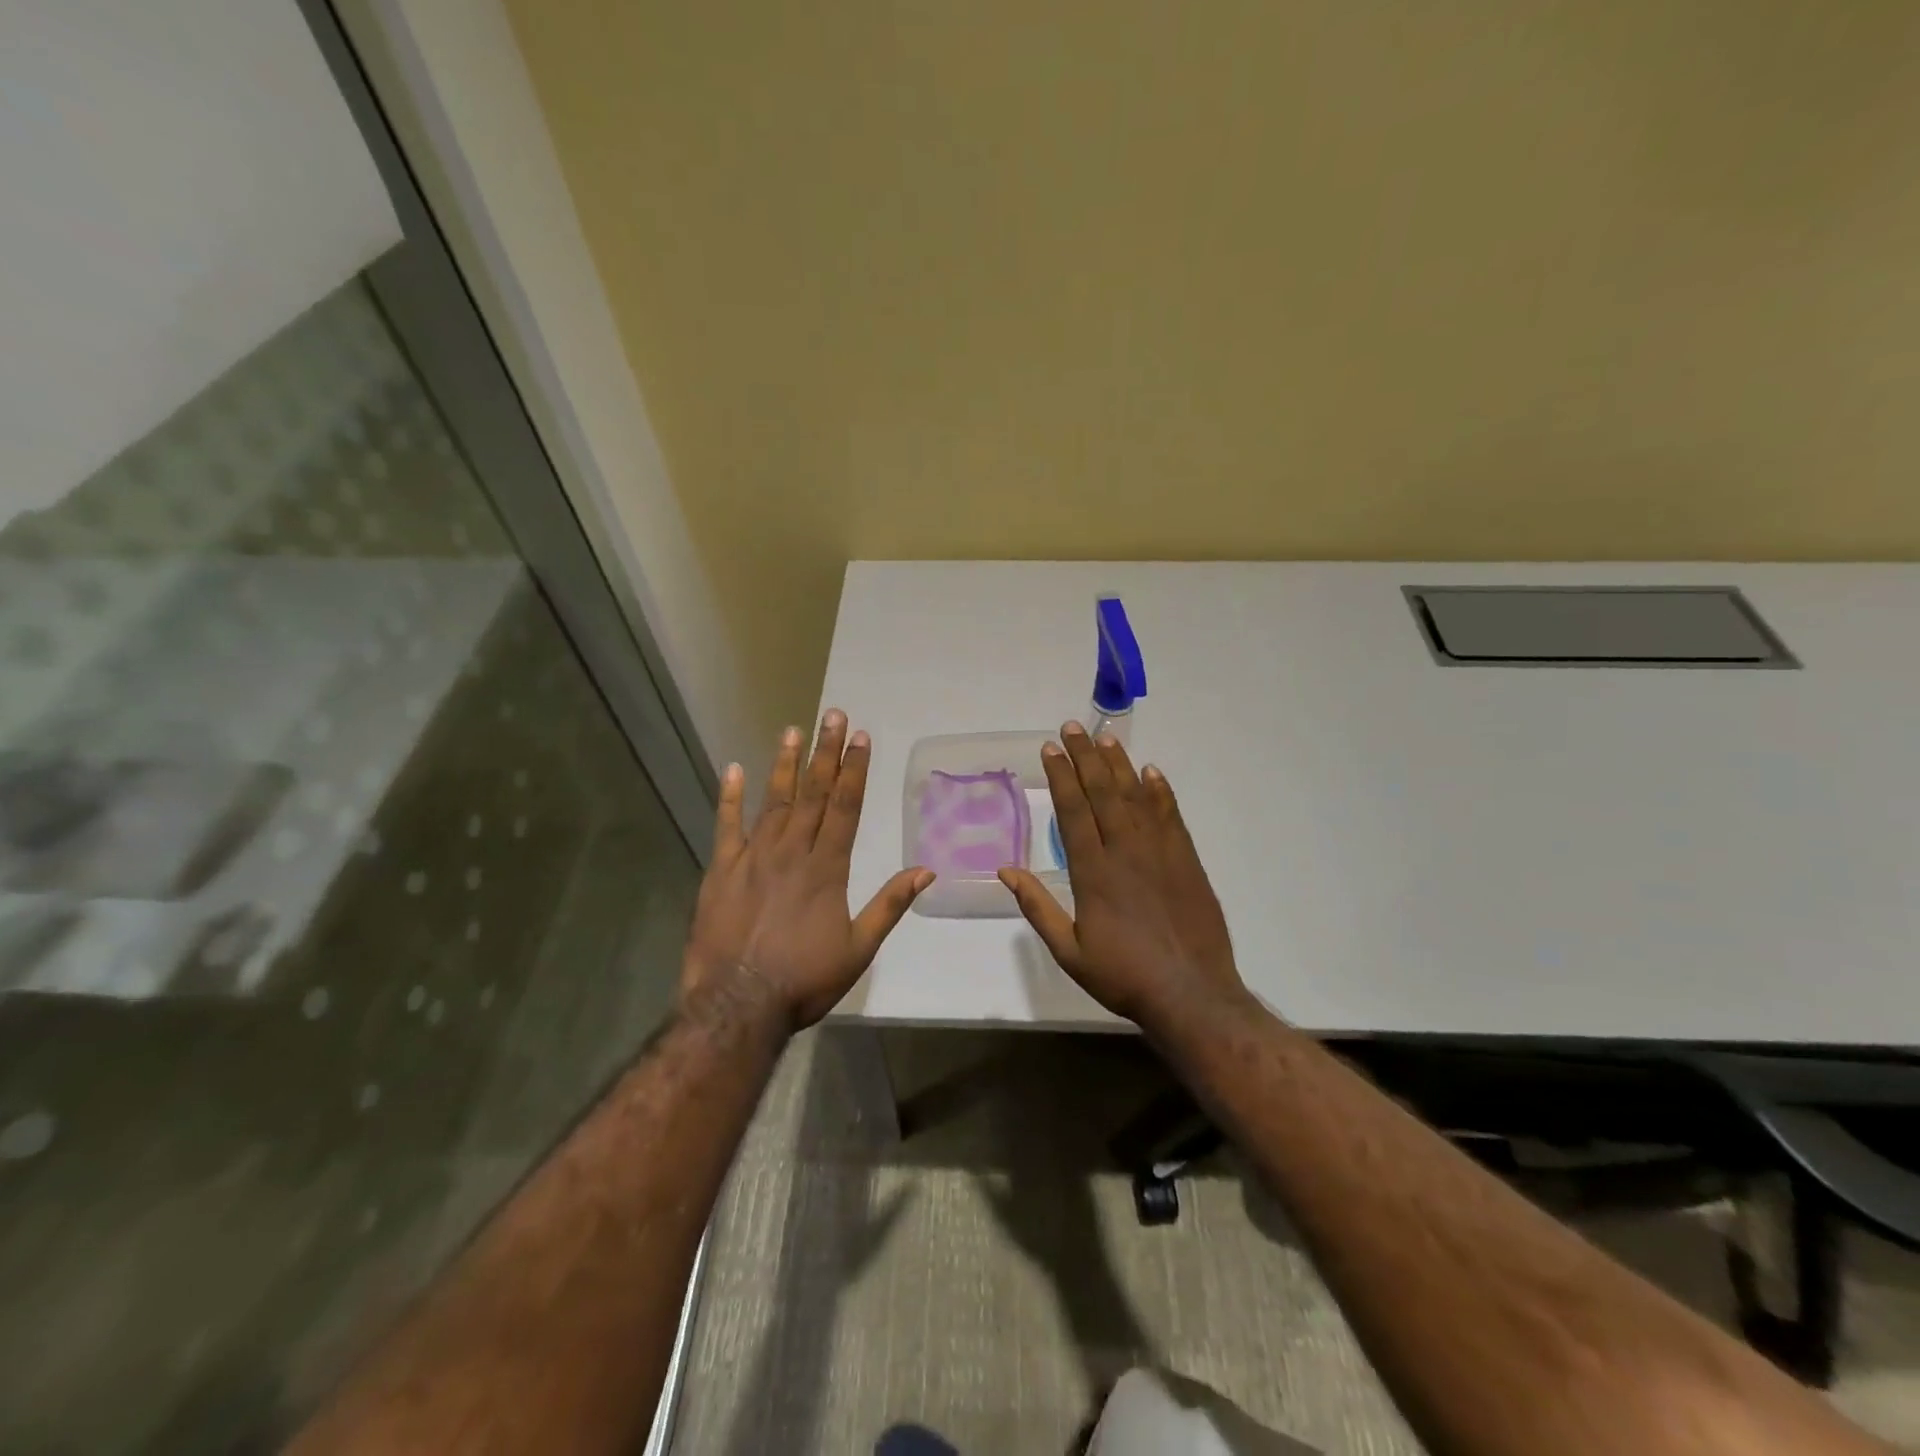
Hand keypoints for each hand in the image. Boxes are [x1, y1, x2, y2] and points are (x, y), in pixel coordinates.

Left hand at [681, 710, 932, 1029]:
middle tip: (833, 714)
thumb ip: (889, 905)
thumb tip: (926, 870)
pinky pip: (726, 827)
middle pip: (812, 794)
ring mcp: (752, 858)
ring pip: (773, 801)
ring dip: (785, 764)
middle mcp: (791, 852)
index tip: (860, 738)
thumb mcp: (858, 949)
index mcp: (826, 869)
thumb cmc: (803, 980)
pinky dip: (729, 798)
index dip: (853, 770)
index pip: (844, 807)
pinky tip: (733, 769)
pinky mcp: (721, 871)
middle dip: (825, 753)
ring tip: (793, 729)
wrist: (737, 1005)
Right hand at [998, 723, 1246, 1027]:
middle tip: (1071, 728)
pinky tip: (1151, 772)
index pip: (1073, 811)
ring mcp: (1160, 852)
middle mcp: (1126, 851)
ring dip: (1119, 765)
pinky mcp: (1186, 860)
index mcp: (1093, 872)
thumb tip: (1006, 871)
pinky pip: (1170, 815)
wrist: (1191, 993)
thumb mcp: (1069, 951)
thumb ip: (1038, 907)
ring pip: (1136, 797)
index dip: (1060, 777)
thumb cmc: (1123, 975)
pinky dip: (1160, 791)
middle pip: (1103, 793)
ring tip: (1104, 739)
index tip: (1049, 749)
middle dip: (1084, 758)